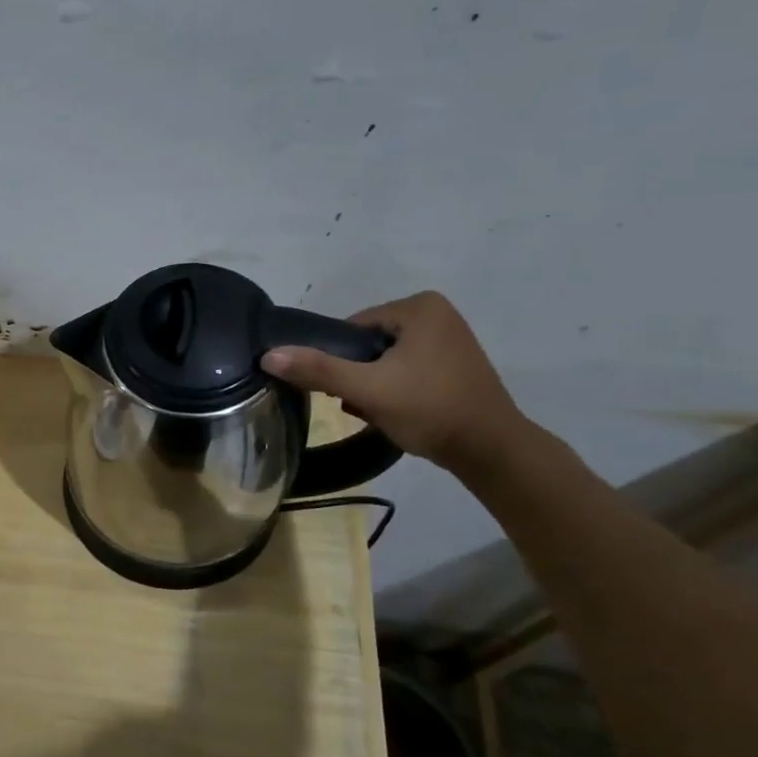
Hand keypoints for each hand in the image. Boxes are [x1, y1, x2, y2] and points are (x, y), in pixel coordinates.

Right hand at [262, 291, 530, 472]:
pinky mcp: (454, 365)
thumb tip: (268, 355)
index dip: (340, 361)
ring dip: (372, 386)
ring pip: (384, 361)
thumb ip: (318, 369)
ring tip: (379, 412)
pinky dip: (394, 390)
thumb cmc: (429, 409)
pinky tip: (397, 413)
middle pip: (367, 345)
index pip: (352, 329)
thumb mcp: (367, 389)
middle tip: (362, 404)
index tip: (347, 390)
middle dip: (357, 376)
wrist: (490, 450)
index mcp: (419, 306)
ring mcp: (449, 339)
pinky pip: (405, 370)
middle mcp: (437, 314)